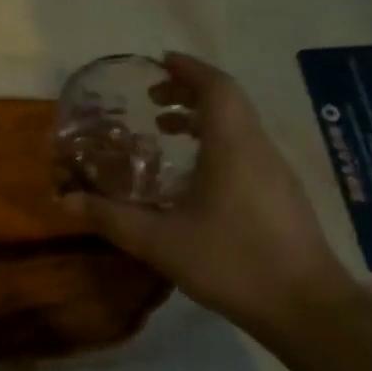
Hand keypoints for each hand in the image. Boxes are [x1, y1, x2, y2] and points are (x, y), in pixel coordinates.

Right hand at [59, 53, 358, 335]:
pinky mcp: (281, 195)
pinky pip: (246, 148)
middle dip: (190, 90)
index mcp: (232, 145)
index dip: (188, 69)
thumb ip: (110, 218)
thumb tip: (64, 200)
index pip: (215, 86)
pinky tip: (195, 175)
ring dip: (204, 117)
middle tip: (153, 98)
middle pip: (228, 101)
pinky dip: (217, 141)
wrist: (307, 308)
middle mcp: (257, 148)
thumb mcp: (160, 242)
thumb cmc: (232, 262)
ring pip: (239, 125)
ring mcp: (275, 172)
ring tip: (167, 129)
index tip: (159, 61)